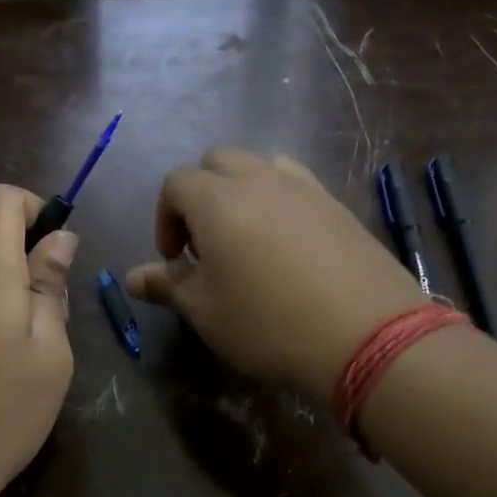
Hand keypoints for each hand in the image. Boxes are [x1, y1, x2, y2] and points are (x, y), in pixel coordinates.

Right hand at [126, 150, 426, 400]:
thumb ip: (168, 286)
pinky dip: (279, 202)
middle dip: (200, 196)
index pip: (175, 183)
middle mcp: (259, 179)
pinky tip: (287, 247)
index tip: (174, 261)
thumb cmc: (269, 324)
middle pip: (217, 162)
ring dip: (241, 192)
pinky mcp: (338, 205)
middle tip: (206, 246)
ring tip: (246, 240)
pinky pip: (296, 185)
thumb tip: (131, 277)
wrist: (366, 333)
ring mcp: (305, 188)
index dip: (164, 219)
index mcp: (217, 200)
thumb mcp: (207, 312)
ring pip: (260, 167)